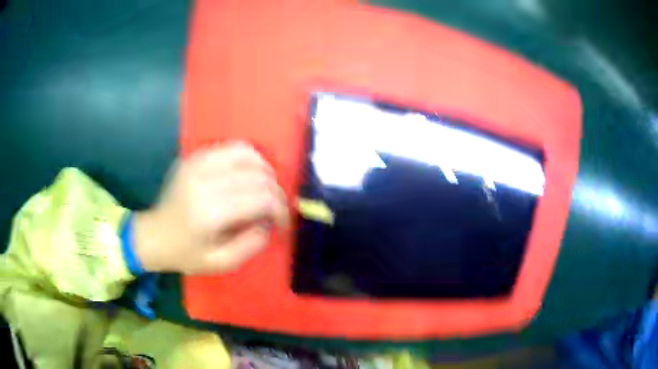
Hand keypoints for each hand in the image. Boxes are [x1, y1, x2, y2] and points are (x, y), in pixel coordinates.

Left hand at [133, 142, 288, 274]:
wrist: (154, 235)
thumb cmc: (185, 254)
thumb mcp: (219, 264)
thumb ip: (250, 246)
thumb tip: (268, 223)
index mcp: (209, 212)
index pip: (260, 199)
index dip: (280, 209)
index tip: (282, 224)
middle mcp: (204, 182)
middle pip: (257, 176)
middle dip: (276, 193)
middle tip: (277, 210)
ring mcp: (197, 165)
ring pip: (247, 154)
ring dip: (265, 171)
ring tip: (267, 189)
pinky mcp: (194, 158)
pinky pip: (231, 148)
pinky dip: (249, 158)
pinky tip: (251, 173)